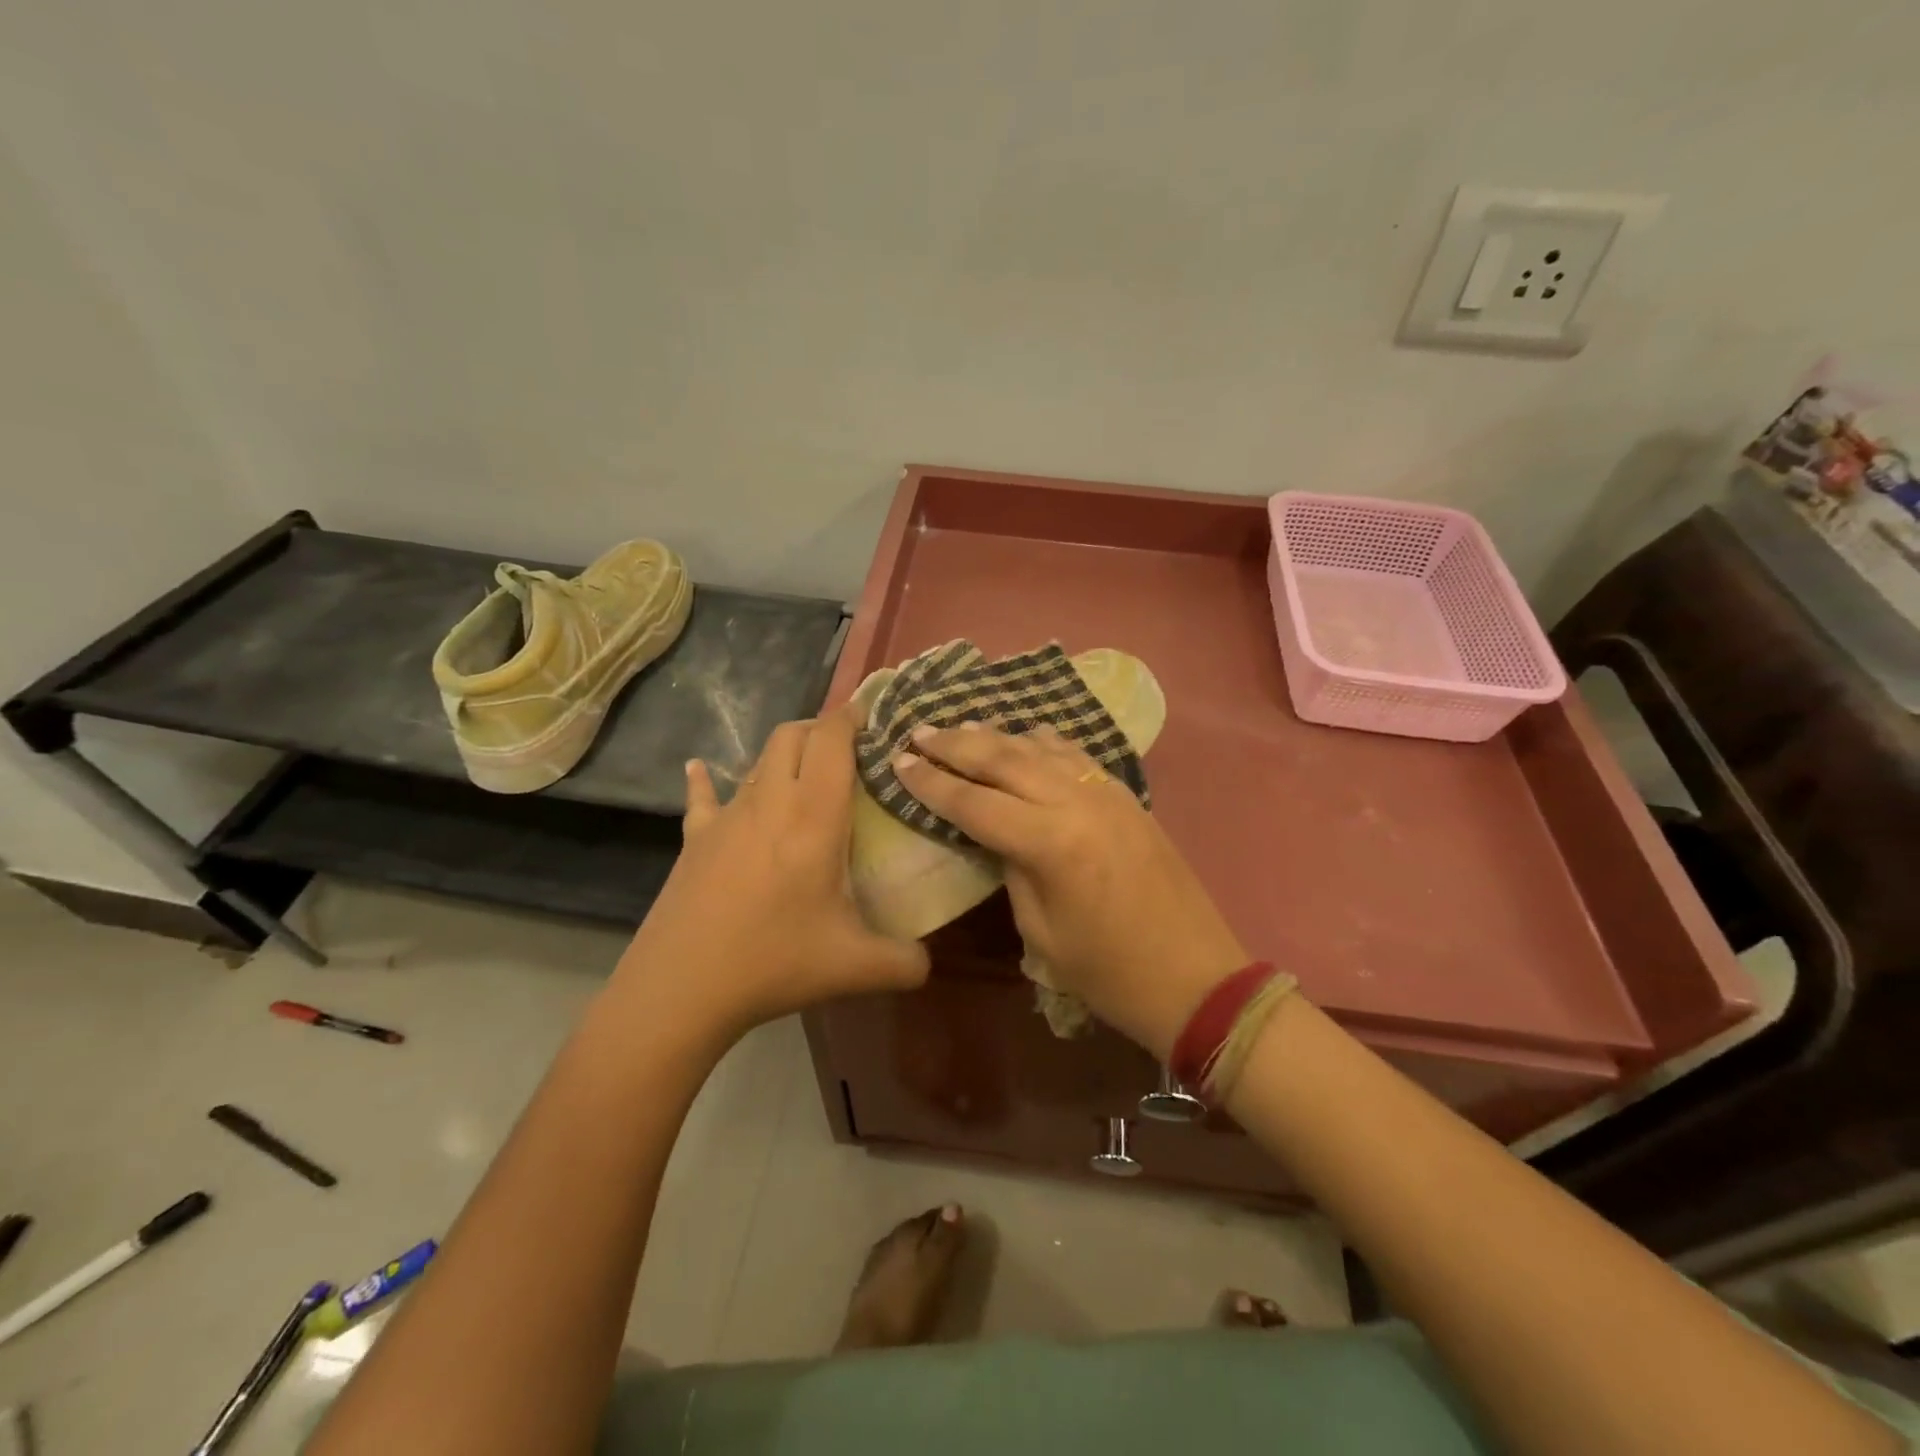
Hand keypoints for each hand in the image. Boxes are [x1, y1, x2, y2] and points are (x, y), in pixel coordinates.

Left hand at [616, 704, 928, 1039]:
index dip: (852, 717)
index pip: (832, 740)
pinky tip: (699, 770)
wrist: (681, 988)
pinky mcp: (695, 838)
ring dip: (784, 754)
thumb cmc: (774, 961)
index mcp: (814, 816)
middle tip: (848, 751)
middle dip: (821, 729)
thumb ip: (906, 962)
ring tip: (805, 774)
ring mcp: (727, 816)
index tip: (874, 716)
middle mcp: (770, 801)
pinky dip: (706, 779)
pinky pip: (702, 795)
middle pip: (792, 735)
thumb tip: (928, 962)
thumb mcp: (855, 967)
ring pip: (758, 760)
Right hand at [894, 724, 1247, 1056]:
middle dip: (956, 743)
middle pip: (1003, 759)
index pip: (973, 801)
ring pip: (1041, 747)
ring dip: (997, 735)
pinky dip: (1044, 742)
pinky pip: (1076, 755)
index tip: (898, 760)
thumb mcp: (1041, 931)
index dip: (930, 782)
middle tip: (919, 731)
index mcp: (1050, 842)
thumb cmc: (1108, 973)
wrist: (1195, 977)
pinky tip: (1027, 736)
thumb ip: (1013, 869)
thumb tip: (999, 834)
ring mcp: (1107, 793)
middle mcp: (1077, 802)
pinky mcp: (1127, 796)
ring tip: (962, 727)